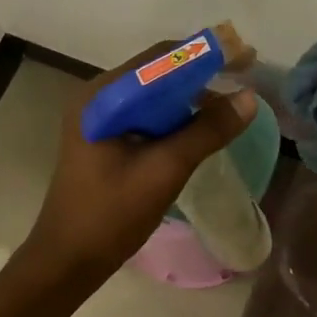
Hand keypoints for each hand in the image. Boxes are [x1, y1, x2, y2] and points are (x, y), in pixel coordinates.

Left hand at [14, 41, 256, 292]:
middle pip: (158, 72)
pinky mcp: (105, 137)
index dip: (206, 55)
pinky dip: (176, 115)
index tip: (245, 58)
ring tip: (229, 104)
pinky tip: (201, 126)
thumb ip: (206, 131)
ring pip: (154, 93)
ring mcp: (99, 117)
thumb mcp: (164, 170)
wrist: (67, 262)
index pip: (161, 58)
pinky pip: (147, 113)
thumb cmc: (110, 215)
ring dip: (190, 95)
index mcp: (102, 96)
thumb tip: (249, 98)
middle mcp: (97, 97)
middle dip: (201, 74)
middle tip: (243, 79)